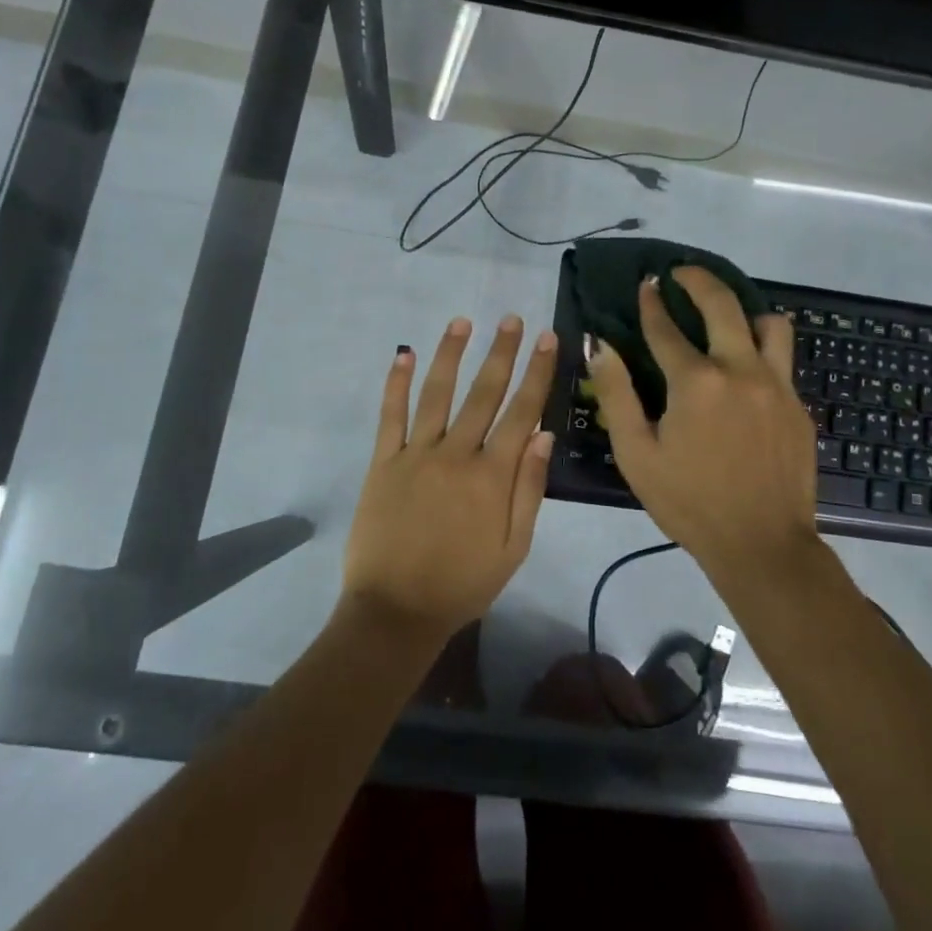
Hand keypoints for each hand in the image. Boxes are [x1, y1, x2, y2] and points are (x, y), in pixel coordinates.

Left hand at [342, 315, 556, 642]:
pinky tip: (403, 354)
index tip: (547, 339)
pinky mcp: (384, 462)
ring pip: (437, 393)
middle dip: (501, 352)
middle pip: (484, 393)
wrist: (396, 611)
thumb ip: (529, 488)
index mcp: (492, 475)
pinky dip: (396, 383)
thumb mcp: (513, 547)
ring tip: (462, 322)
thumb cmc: (463, 584)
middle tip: (511, 319)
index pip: (522, 411)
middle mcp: (456, 454)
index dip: (537, 372)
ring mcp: (416, 454)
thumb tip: (543, 433)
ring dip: (450, 355)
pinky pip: (391, 416)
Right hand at [589, 269, 820, 578]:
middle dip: (698, 280)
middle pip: (723, 305)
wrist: (762, 545)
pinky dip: (762, 351)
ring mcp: (777, 386)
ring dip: (745, 312)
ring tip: (727, 318)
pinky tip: (746, 370)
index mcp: (696, 382)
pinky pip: (783, 361)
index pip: (666, 328)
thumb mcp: (636, 453)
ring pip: (770, 324)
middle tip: (682, 272)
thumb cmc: (689, 502)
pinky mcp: (798, 406)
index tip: (646, 283)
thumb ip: (616, 394)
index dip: (652, 303)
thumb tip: (599, 345)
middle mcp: (741, 371)